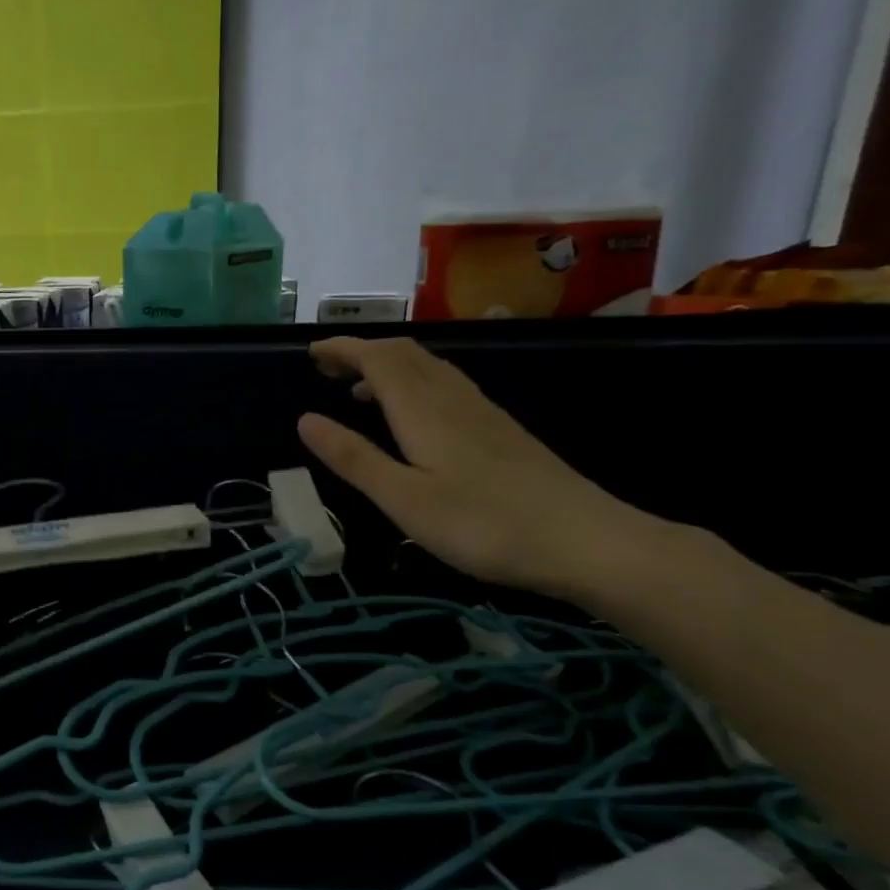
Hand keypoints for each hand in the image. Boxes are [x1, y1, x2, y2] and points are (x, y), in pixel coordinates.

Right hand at [297, 336, 658, 597]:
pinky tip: (413, 417)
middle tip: (326, 368)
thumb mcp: (404, 499)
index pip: (376, 359)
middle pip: (403, 354)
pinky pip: (445, 386)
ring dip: (387, 367)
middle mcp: (451, 398)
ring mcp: (481, 411)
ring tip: (357, 391)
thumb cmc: (483, 524)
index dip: (342, 349)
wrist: (585, 541)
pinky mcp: (499, 429)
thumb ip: (354, 458)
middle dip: (361, 352)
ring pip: (427, 368)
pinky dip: (413, 385)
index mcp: (423, 410)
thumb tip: (305, 420)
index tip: (310, 352)